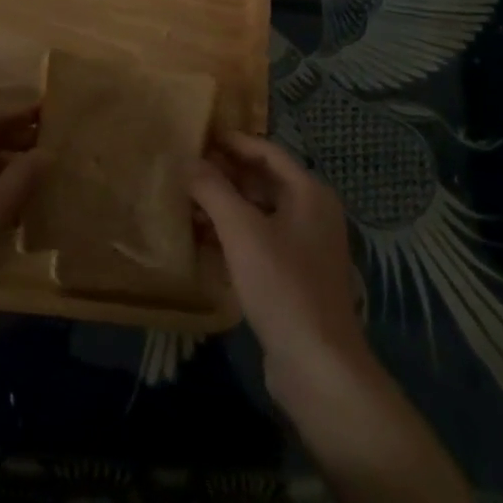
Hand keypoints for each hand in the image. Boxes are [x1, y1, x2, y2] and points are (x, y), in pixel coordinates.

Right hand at [190, 131, 368, 390]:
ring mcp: (304, 247)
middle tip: (184, 169)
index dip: (232, 142)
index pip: (266, 151)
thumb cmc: (282, 285)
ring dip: (224, 206)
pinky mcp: (293, 276)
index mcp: (309, 193)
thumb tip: (188, 160)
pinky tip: (201, 239)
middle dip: (224, 175)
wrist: (317, 365)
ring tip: (185, 202)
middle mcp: (312, 213)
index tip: (197, 137)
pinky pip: (258, 241)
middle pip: (262, 180)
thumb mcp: (241, 230)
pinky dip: (232, 234)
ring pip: (258, 212)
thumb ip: (213, 189)